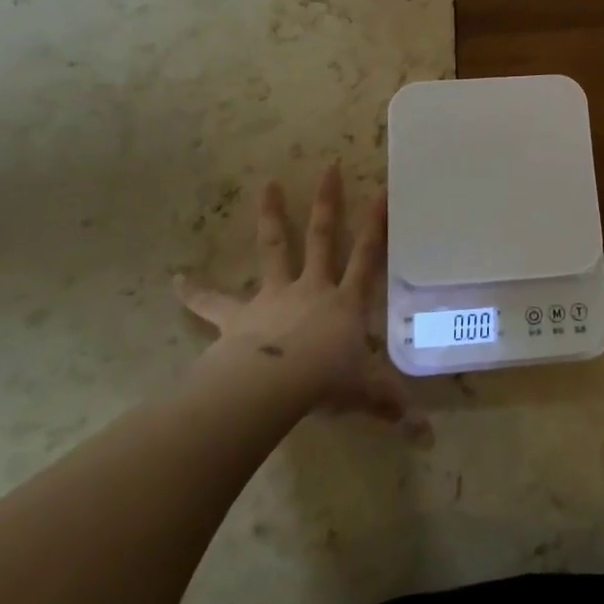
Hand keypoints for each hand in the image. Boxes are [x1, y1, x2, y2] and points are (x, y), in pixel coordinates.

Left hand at [174, 163, 426, 439]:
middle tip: (330, 166)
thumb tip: (428, 437)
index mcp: (344, 301)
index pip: (367, 256)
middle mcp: (311, 288)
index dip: (376, 225)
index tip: (381, 190)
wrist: (272, 386)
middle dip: (328, 202)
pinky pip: (214, 303)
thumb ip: (393, 407)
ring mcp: (273, 296)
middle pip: (322, 236)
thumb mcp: (366, 393)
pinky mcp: (238, 316)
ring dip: (271, 216)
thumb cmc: (325, 382)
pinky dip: (195, 292)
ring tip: (267, 184)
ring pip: (274, 248)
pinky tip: (176, 280)